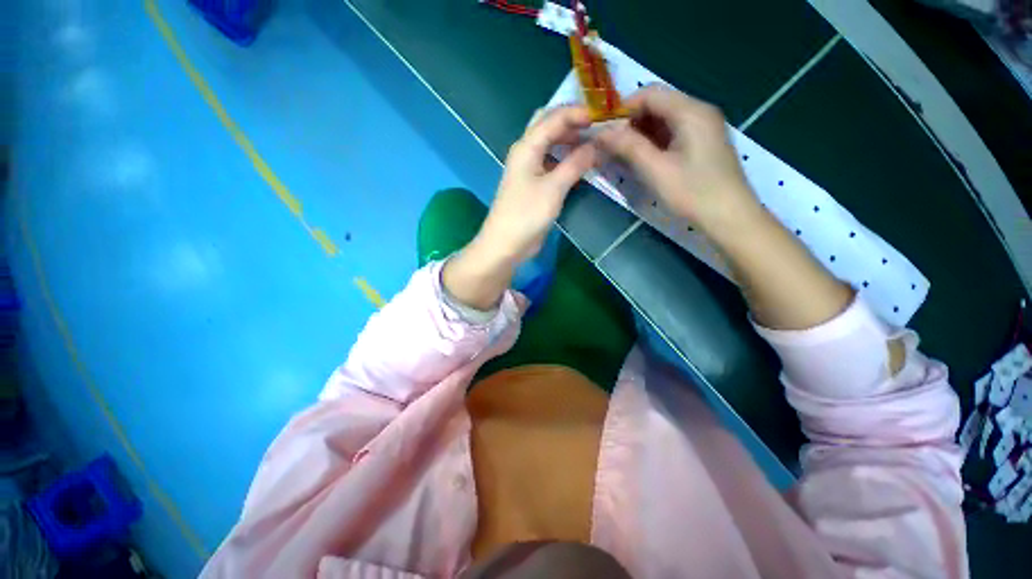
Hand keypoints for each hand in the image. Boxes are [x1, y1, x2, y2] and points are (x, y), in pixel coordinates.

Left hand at [442, 106, 595, 309]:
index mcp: (527, 146)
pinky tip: (582, 164)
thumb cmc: (526, 215)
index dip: (579, 113)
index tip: (604, 117)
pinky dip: (566, 159)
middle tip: (598, 126)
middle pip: (549, 125)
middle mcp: (526, 152)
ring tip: (595, 143)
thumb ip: (575, 164)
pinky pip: (552, 163)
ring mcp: (529, 169)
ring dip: (570, 140)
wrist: (506, 244)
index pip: (554, 117)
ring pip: (551, 144)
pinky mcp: (533, 185)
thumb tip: (597, 145)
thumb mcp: (553, 188)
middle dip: (573, 121)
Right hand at [595, 86, 761, 237]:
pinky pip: (671, 135)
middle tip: (610, 147)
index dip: (623, 108)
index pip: (650, 94)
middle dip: (630, 123)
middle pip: (657, 105)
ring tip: (621, 156)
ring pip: (663, 121)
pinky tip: (640, 160)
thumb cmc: (693, 193)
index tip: (604, 131)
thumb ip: (628, 147)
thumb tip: (601, 132)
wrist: (730, 217)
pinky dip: (652, 144)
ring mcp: (702, 129)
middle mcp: (698, 112)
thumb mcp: (655, 170)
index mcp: (691, 111)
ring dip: (639, 135)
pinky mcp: (701, 144)